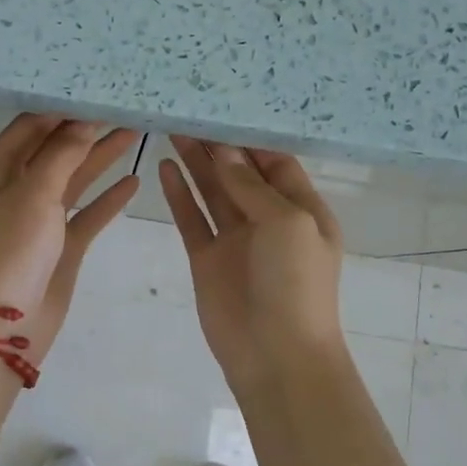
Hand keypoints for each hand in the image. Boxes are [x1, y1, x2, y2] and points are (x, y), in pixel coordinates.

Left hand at [0, 115, 140, 365]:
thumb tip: (84, 119)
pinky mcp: (60, 246)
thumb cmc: (10, 251)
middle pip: (54, 150)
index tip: (94, 90)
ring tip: (135, 131)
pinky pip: (86, 214)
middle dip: (86, 130)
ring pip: (73, 180)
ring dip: (100, 158)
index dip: (60, 108)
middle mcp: (14, 190)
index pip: (28, 127)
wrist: (3, 328)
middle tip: (123, 107)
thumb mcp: (33, 194)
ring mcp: (38, 219)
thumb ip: (62, 154)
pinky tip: (133, 180)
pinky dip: (107, 199)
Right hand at [160, 136, 346, 392]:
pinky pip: (191, 219)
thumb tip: (224, 150)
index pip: (275, 162)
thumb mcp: (286, 223)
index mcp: (301, 209)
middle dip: (217, 145)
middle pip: (239, 172)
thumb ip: (252, 186)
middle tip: (188, 111)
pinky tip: (164, 168)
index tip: (222, 109)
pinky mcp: (207, 259)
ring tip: (173, 129)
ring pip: (212, 191)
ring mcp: (235, 240)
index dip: (250, 138)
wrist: (276, 356)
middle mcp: (268, 219)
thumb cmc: (296, 283)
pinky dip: (179, 194)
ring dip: (196, 163)